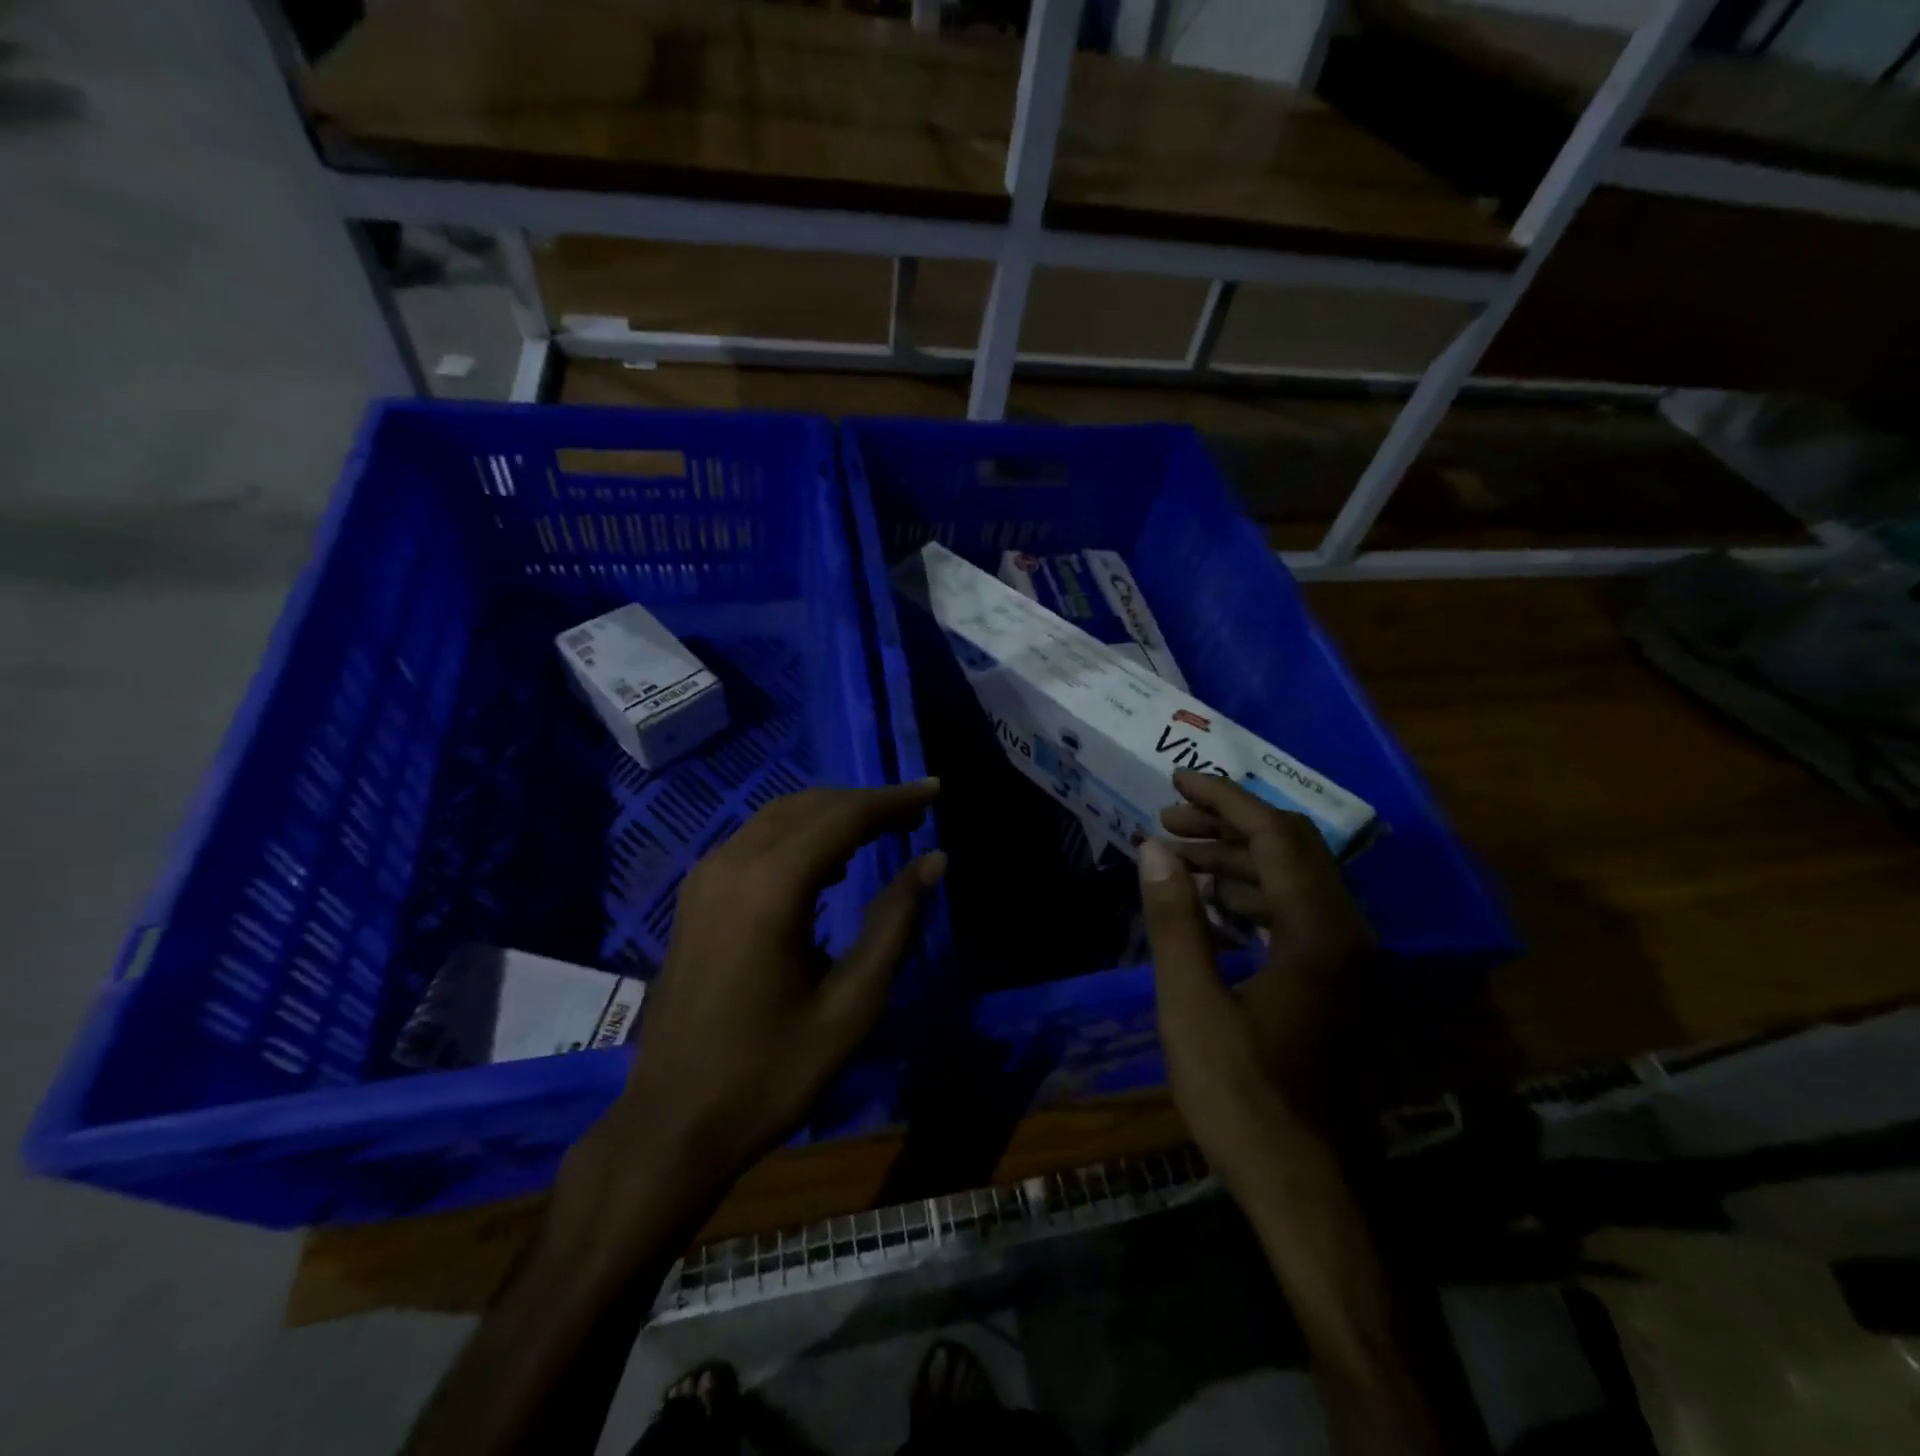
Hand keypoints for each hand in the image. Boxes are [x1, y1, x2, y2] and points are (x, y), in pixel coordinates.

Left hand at [574, 781, 944, 1210]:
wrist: (672, 1124)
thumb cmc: (770, 1073)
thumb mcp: (852, 1006)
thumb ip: (895, 923)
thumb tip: (934, 861)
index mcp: (770, 888)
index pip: (843, 816)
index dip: (893, 799)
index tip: (935, 791)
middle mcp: (731, 865)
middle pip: (809, 806)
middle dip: (866, 803)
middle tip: (916, 815)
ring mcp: (705, 878)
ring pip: (780, 817)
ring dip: (833, 815)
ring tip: (884, 831)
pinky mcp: (695, 896)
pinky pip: (756, 841)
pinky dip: (800, 835)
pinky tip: (830, 863)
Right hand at [1138, 771, 1373, 1191]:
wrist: (1311, 1192)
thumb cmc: (1244, 1098)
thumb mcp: (1192, 1005)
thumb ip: (1174, 919)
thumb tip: (1154, 848)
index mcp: (1319, 933)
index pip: (1275, 835)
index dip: (1225, 800)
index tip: (1177, 780)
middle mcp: (1347, 935)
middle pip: (1292, 850)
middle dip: (1228, 825)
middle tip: (1168, 819)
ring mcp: (1349, 963)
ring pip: (1295, 883)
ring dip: (1237, 861)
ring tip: (1177, 857)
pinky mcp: (1339, 987)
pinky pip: (1296, 917)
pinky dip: (1251, 898)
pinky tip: (1208, 906)